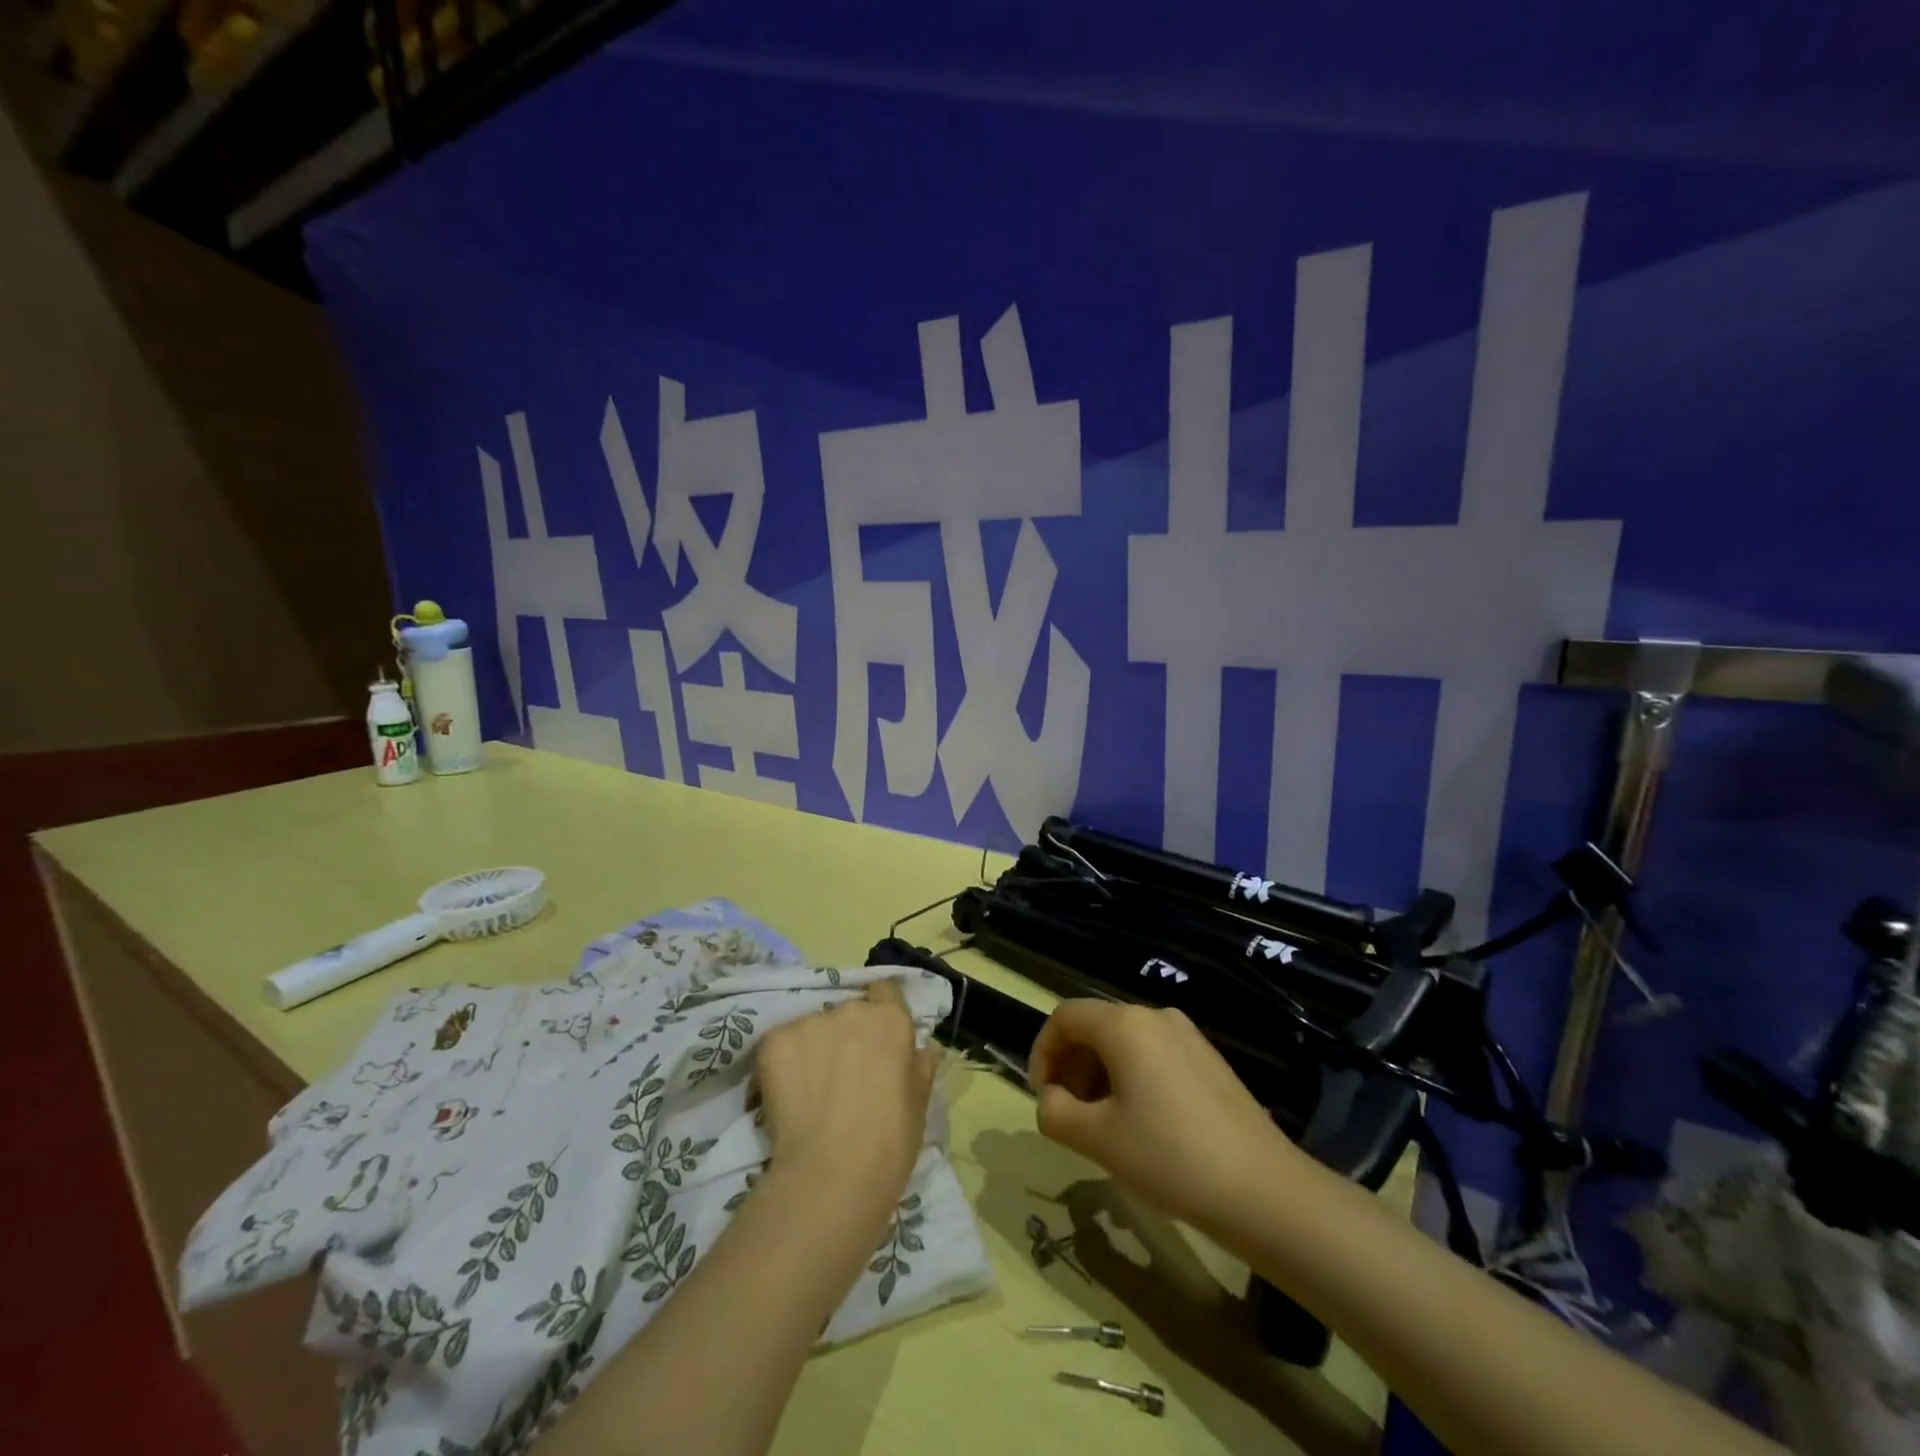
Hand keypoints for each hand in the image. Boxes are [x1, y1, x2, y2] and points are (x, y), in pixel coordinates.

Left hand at [754, 977, 939, 1222]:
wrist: (831, 1177)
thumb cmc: (888, 1144)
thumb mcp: (918, 1106)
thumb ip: (920, 1068)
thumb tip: (926, 1048)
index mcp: (891, 1020)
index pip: (885, 993)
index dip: (880, 1012)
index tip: (876, 1040)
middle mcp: (851, 1010)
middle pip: (847, 1012)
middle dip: (845, 1036)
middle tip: (844, 1075)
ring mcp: (810, 1022)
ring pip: (812, 1028)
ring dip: (814, 1048)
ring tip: (811, 1091)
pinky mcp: (775, 1041)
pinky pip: (781, 1044)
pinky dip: (783, 1064)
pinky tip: (787, 1096)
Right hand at [1029, 1000, 1300, 1232]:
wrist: (1263, 1191)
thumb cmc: (1169, 1157)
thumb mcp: (1097, 1140)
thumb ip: (1055, 1112)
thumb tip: (1051, 1099)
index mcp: (1124, 1024)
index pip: (1064, 1017)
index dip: (1043, 1052)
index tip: (1043, 1097)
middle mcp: (1155, 1016)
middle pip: (1095, 1027)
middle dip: (1071, 1066)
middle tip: (1068, 1115)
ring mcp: (1188, 1036)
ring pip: (1125, 1042)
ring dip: (1100, 1075)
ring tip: (1102, 1126)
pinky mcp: (1209, 1060)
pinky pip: (1154, 1055)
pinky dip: (1132, 1078)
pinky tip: (1141, 1125)